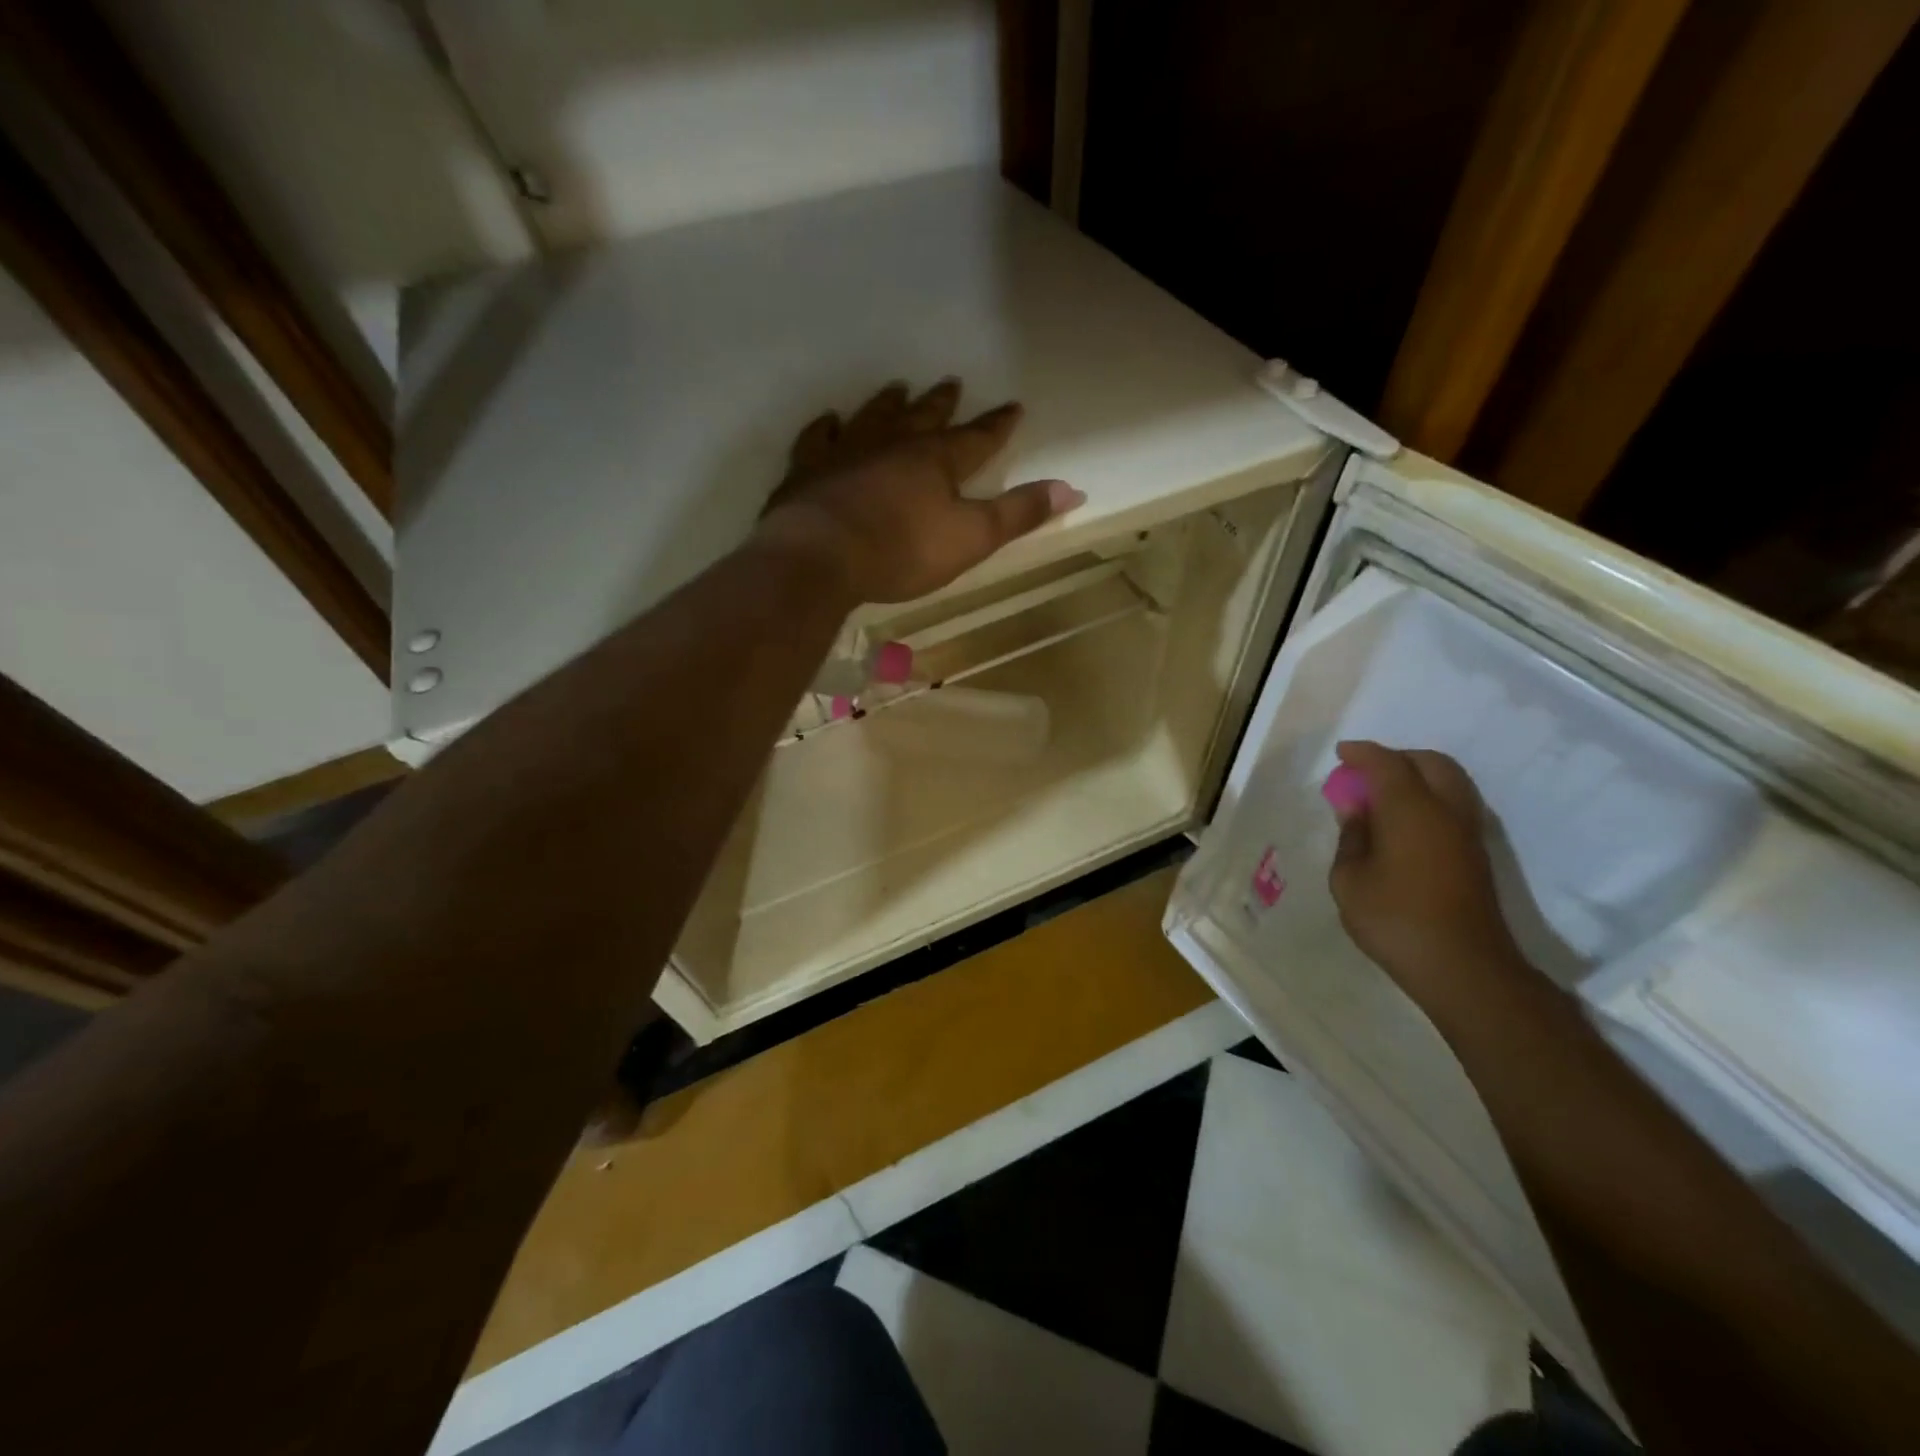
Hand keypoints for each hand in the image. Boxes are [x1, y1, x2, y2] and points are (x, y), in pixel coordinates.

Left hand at [756, 379, 1084, 603]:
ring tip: (898, 388)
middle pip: (923, 418)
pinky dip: (826, 428)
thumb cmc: (902, 551)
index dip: (997, 425)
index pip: (976, 438)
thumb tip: (1072, 489)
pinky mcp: (808, 470)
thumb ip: (1019, 514)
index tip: (1013, 406)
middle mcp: (893, 445)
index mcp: (936, 461)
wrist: (821, 557)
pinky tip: (830, 421)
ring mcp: (847, 452)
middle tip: (952, 383)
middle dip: (942, 404)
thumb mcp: (972, 539)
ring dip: (889, 404)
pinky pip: (818, 439)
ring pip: (873, 418)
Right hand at [1325, 741, 1526, 1008]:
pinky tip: (1405, 821)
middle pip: (1430, 763)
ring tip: (1384, 795)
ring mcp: (1467, 833)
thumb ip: (1351, 838)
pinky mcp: (1476, 855)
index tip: (1341, 753)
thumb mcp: (1349, 880)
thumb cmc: (1395, 920)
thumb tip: (1357, 812)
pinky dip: (1430, 798)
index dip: (1362, 753)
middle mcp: (1446, 811)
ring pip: (1450, 782)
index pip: (1387, 763)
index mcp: (1411, 809)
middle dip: (1397, 758)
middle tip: (1365, 772)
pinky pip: (1454, 805)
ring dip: (1418, 776)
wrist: (1463, 967)